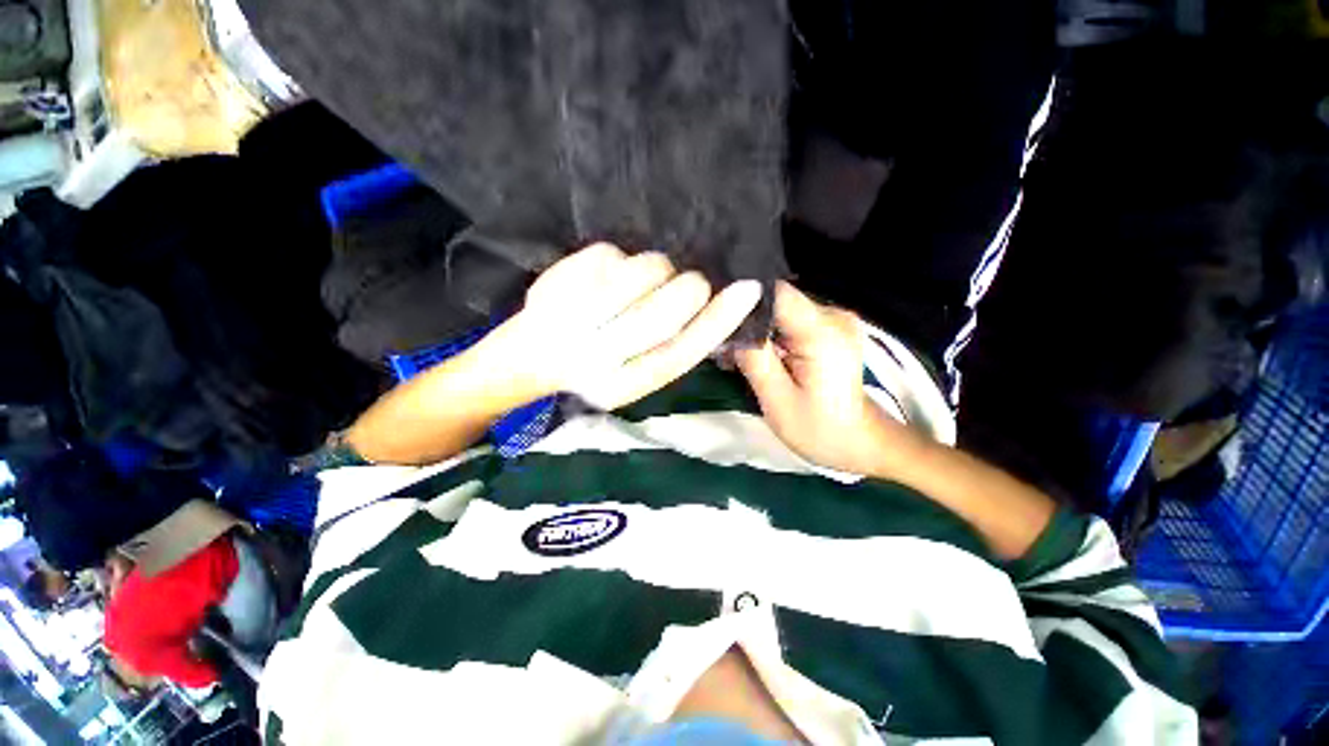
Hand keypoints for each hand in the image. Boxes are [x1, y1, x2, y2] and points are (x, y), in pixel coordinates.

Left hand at [491, 243, 762, 409]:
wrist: (525, 360)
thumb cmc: (590, 370)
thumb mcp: (635, 375)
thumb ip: (672, 350)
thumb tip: (715, 309)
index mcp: (622, 386)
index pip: (681, 352)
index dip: (718, 321)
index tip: (747, 290)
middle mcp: (596, 357)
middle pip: (666, 310)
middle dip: (689, 287)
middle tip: (690, 282)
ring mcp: (572, 317)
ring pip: (642, 272)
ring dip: (656, 269)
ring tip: (641, 281)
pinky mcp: (556, 281)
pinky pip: (612, 252)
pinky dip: (620, 258)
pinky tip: (607, 276)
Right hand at [734, 282, 900, 474]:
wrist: (860, 442)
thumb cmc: (819, 429)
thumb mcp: (777, 400)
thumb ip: (753, 358)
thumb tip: (728, 325)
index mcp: (822, 332)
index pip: (776, 293)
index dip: (742, 297)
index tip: (715, 312)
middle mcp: (832, 315)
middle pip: (776, 299)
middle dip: (745, 317)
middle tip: (720, 343)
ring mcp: (833, 319)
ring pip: (780, 308)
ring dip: (756, 327)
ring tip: (735, 352)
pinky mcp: (829, 327)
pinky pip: (790, 319)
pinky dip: (770, 333)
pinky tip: (757, 353)